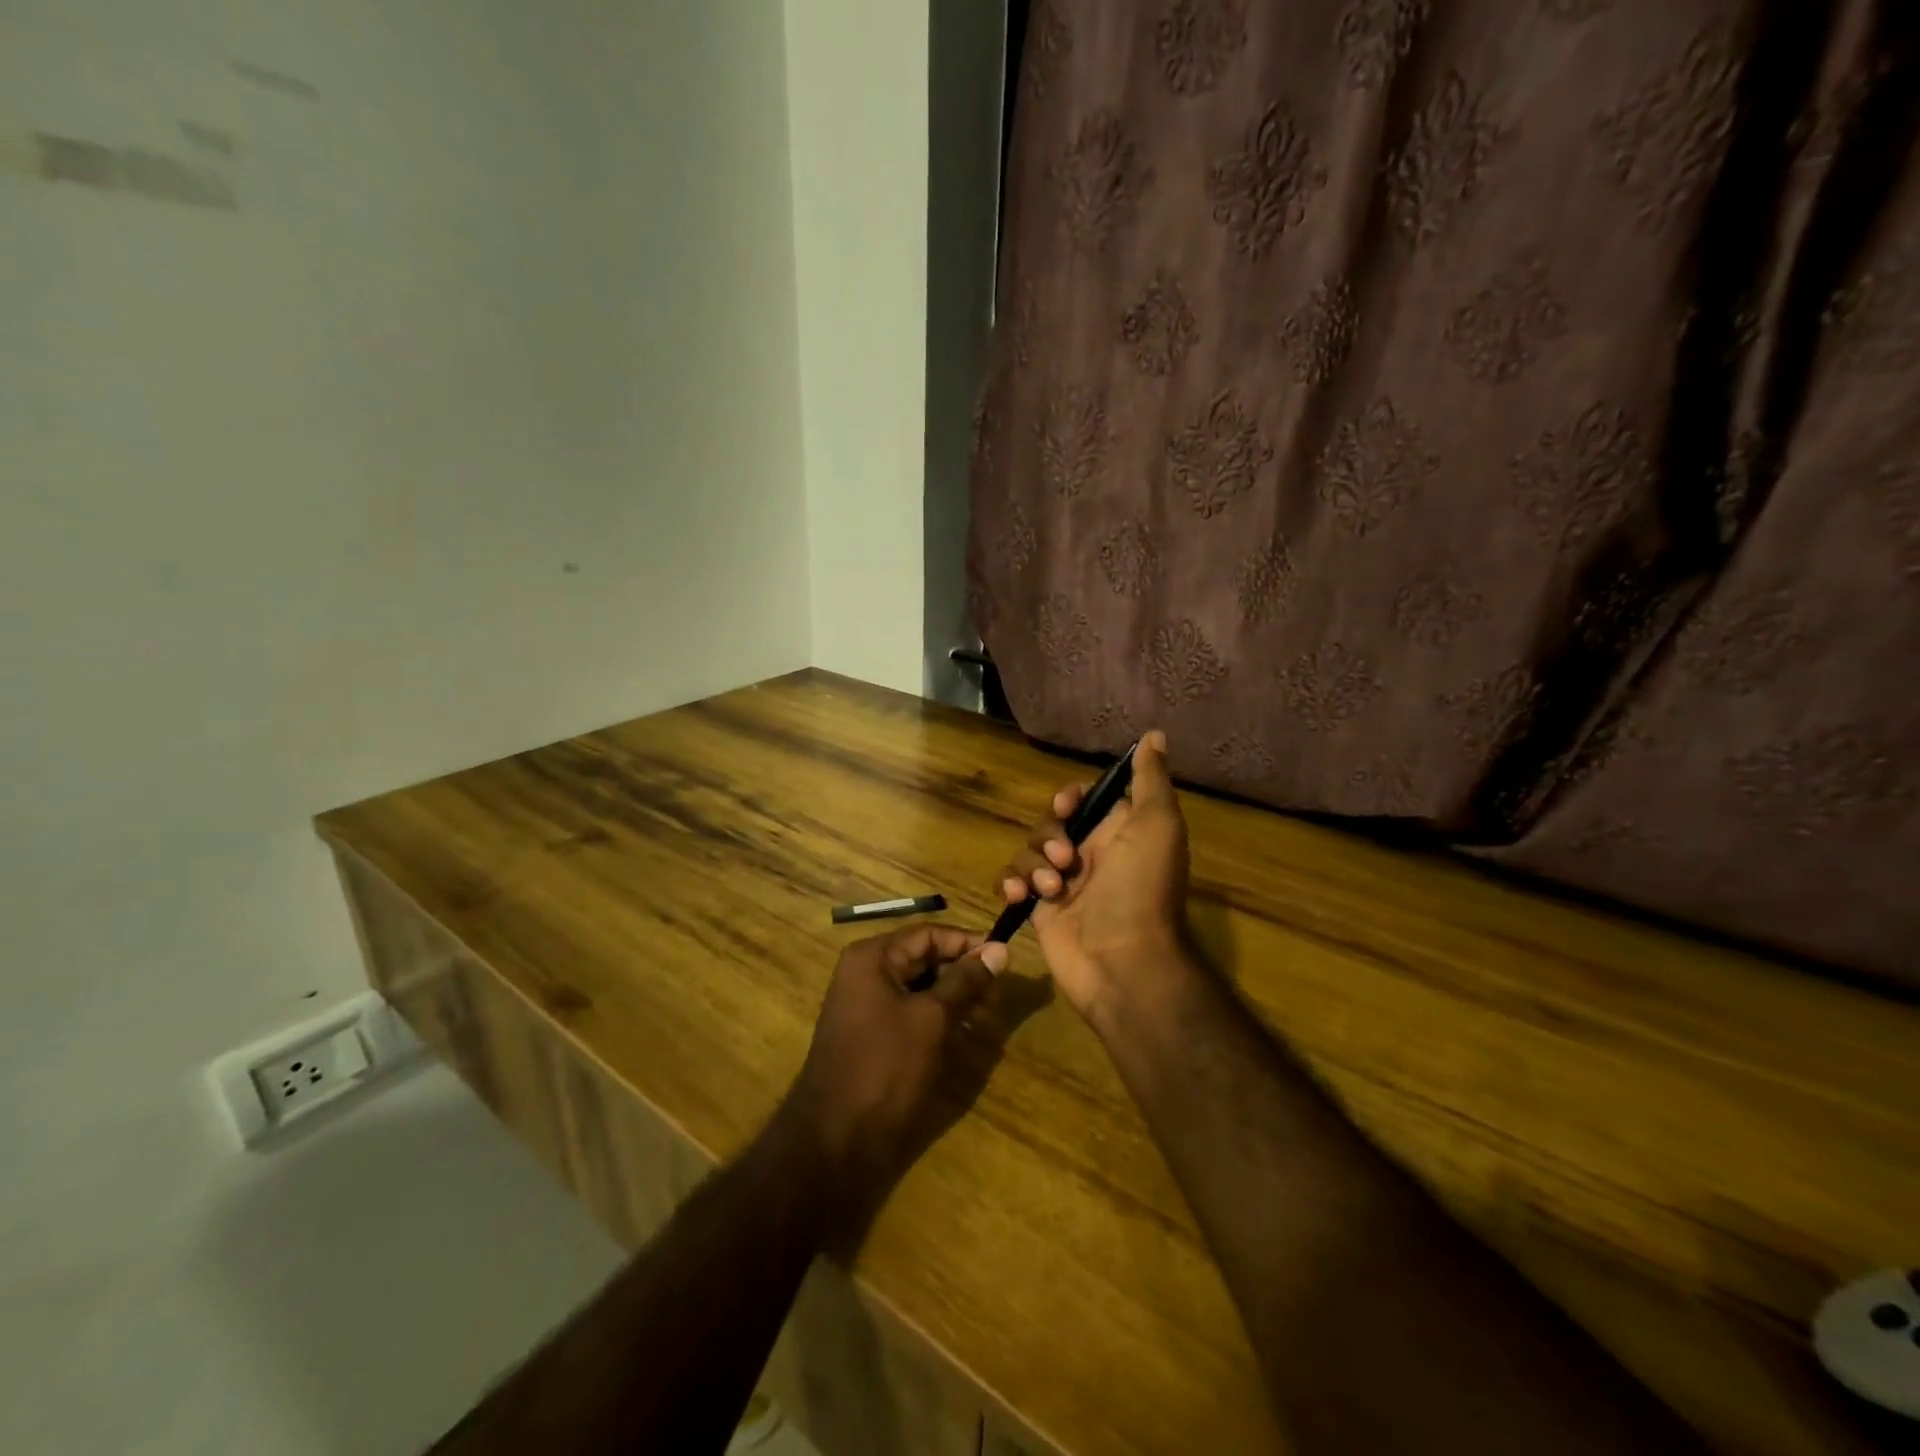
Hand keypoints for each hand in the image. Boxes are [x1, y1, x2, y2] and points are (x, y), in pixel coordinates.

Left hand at [778, 924, 1006, 1226]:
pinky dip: (937, 1017)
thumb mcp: (932, 1019)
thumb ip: (966, 981)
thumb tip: (999, 950)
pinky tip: (963, 1033)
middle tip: (998, 996)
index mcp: (873, 957)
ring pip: (920, 986)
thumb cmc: (885, 1067)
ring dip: (954, 997)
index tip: (1005, 958)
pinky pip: (910, 1010)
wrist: (834, 1139)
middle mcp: (866, 972)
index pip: (929, 934)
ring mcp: (865, 1004)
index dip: (968, 943)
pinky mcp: (871, 1033)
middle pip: (924, 958)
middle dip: (963, 973)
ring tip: (987, 1017)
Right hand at [996, 730, 1193, 1026]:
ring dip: (1034, 864)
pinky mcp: (1039, 909)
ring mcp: (1062, 883)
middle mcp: (1091, 854)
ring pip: (1029, 851)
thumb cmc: (1141, 889)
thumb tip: (1155, 734)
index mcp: (1119, 833)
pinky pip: (1013, 881)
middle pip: (1051, 822)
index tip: (1067, 806)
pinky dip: (1012, 883)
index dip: (1070, 798)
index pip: (1085, 800)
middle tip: (1065, 857)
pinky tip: (1021, 896)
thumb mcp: (1157, 825)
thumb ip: (1150, 780)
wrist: (1122, 963)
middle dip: (1049, 834)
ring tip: (1053, 889)